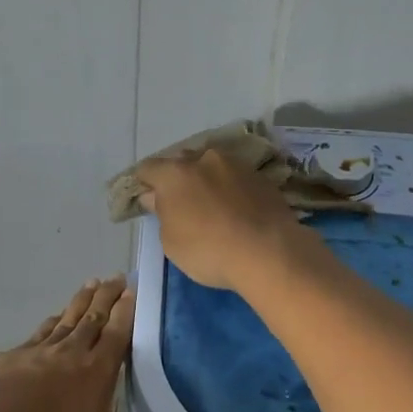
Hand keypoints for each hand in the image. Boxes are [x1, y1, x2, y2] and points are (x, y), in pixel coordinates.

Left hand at [0, 277, 212, 411]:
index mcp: (95, 372)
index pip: (118, 332)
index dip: (128, 309)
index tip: (135, 286)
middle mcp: (69, 353)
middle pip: (93, 317)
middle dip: (107, 296)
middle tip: (117, 275)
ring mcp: (35, 353)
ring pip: (65, 320)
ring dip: (80, 301)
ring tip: (90, 284)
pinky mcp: (9, 359)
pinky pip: (38, 333)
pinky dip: (50, 322)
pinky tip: (51, 320)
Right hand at [133, 149, 313, 292]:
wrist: (268, 252)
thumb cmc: (208, 250)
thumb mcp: (171, 241)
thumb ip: (162, 213)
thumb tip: (156, 197)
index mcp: (175, 173)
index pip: (148, 168)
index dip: (144, 182)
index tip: (147, 199)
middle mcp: (204, 159)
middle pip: (182, 162)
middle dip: (178, 178)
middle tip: (181, 203)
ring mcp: (236, 165)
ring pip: (213, 167)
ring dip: (208, 181)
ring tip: (212, 206)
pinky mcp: (261, 177)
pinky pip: (236, 179)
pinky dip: (231, 189)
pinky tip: (236, 210)